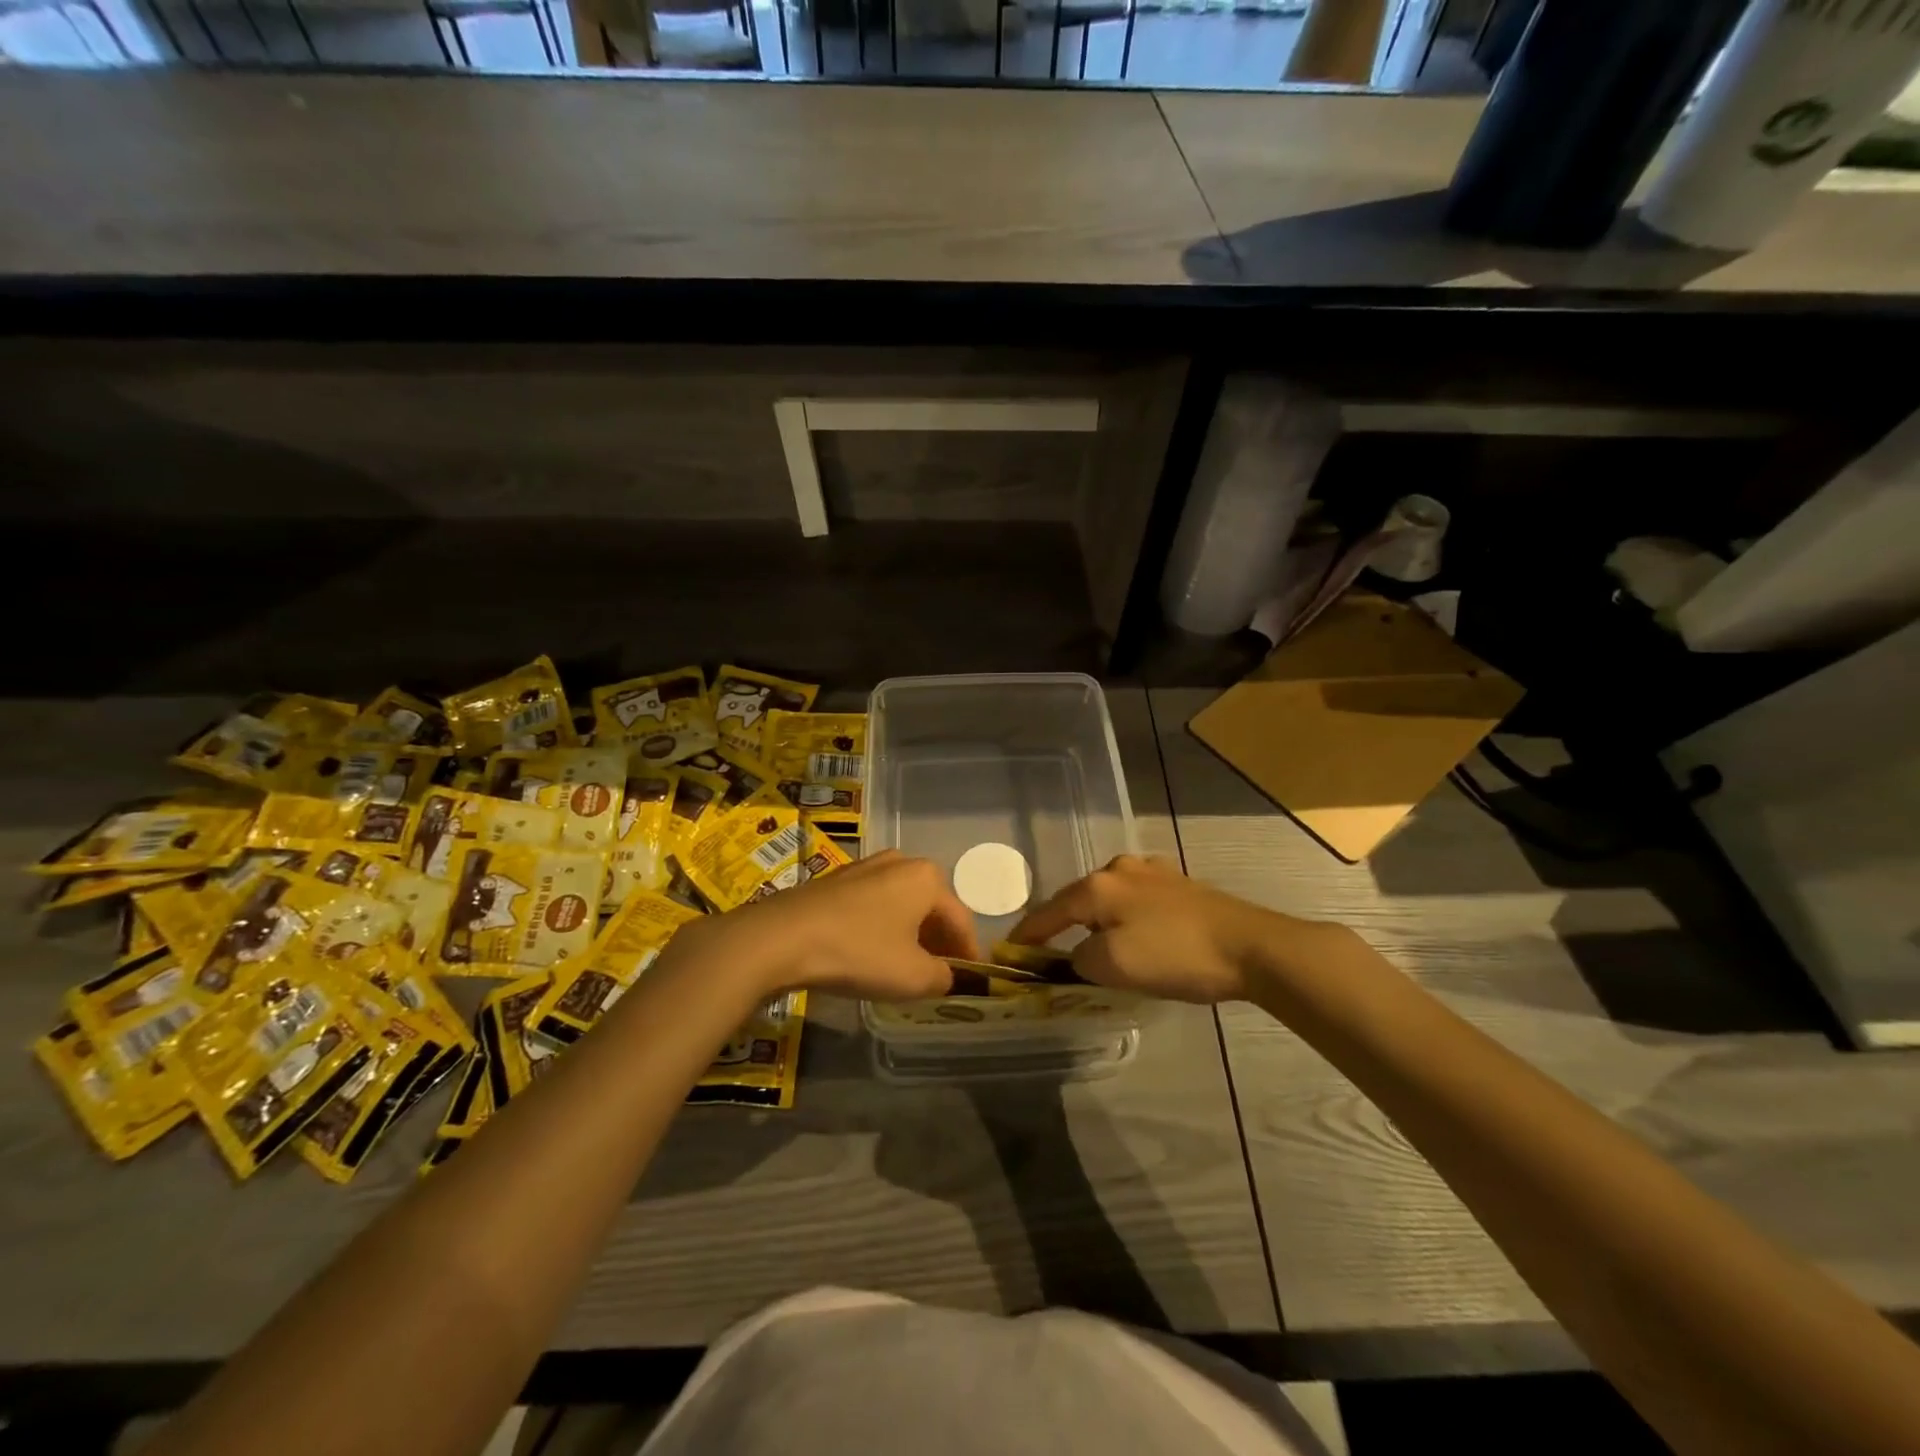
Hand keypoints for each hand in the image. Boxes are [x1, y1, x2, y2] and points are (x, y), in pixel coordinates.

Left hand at [666, 850, 978, 1002]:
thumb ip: (942, 977)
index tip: (972, 981)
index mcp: (927, 878)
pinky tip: (872, 952)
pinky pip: (873, 905)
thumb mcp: (913, 977)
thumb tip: (946, 975)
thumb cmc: (859, 952)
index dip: (969, 954)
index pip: (960, 920)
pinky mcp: (836, 880)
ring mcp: (865, 867)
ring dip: (909, 934)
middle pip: (931, 908)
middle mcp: (900, 862)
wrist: (782, 938)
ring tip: (907, 966)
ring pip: (901, 905)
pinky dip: (882, 927)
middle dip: (938, 941)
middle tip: (940, 975)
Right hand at [1009, 854, 1318, 1004]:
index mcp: (1098, 886)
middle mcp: (1120, 870)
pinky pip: (1136, 901)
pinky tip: (1135, 933)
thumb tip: (1078, 956)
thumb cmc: (1176, 955)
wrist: (1251, 947)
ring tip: (1095, 947)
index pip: (1048, 911)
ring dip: (1097, 922)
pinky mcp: (1179, 885)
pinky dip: (1125, 918)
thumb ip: (1080, 960)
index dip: (1027, 934)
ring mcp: (1153, 873)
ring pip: (1109, 898)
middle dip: (1063, 926)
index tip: (1009, 951)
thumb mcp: (1114, 966)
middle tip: (1053, 954)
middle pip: (1078, 900)